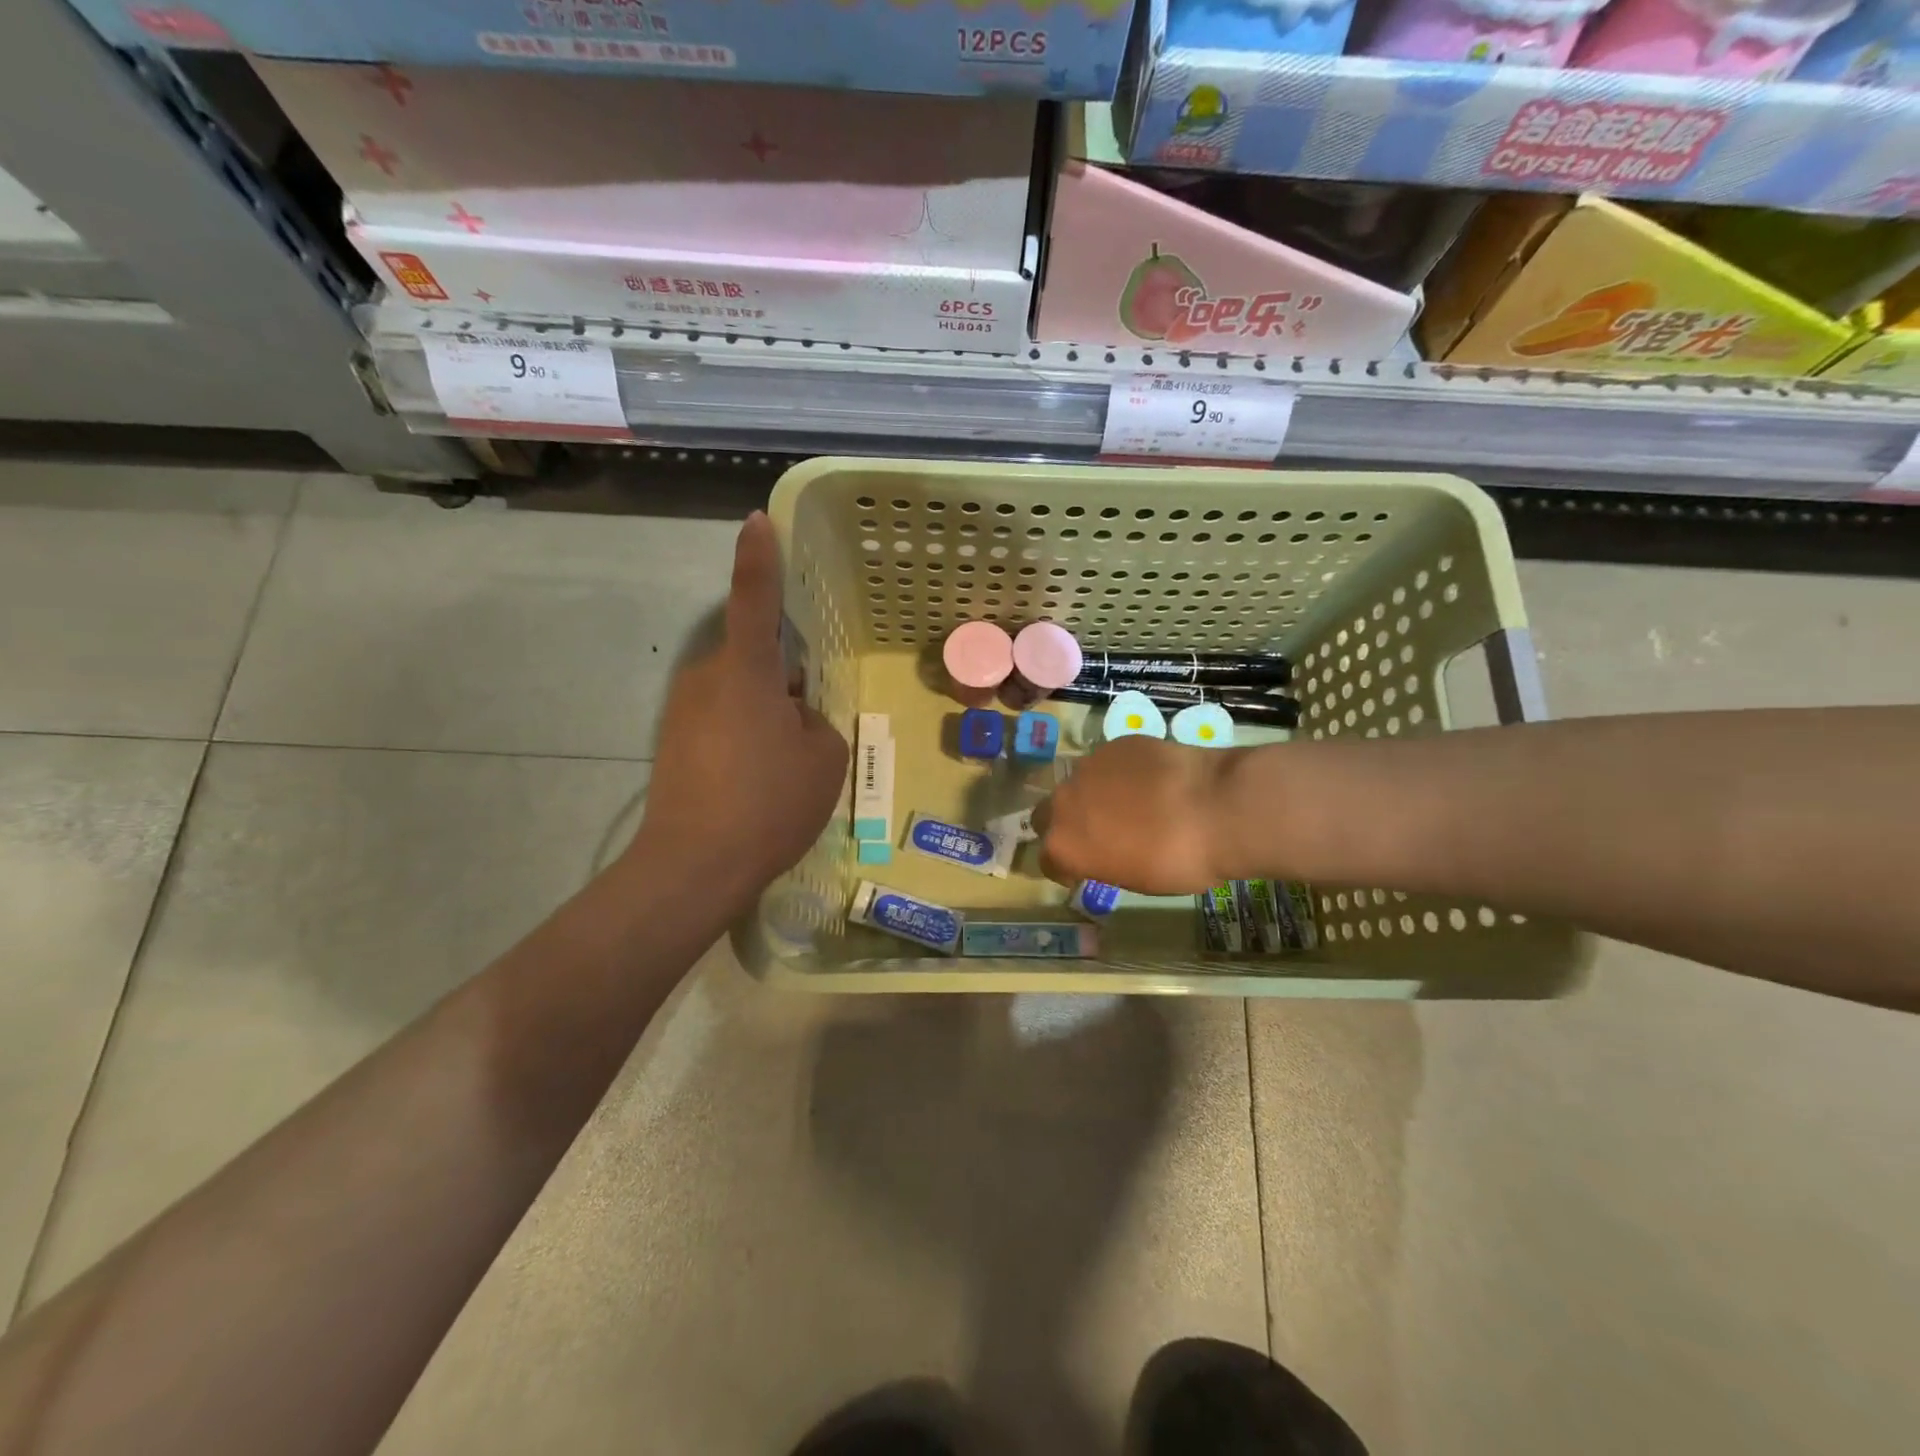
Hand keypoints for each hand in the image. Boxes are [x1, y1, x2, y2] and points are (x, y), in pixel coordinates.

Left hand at [634, 512, 848, 910]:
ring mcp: (683, 711)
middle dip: (783, 682)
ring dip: (765, 714)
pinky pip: (721, 722)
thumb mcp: (823, 758)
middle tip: (807, 728)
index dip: (759, 557)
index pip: (754, 598)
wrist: (693, 866)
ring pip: (739, 694)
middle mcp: (707, 678)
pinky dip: (744, 739)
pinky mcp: (672, 742)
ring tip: (782, 767)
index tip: (757, 520)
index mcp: (746, 670)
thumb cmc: (769, 803)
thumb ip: (815, 720)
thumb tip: (792, 715)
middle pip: (754, 659)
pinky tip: (756, 783)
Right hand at [1037, 735, 1240, 893]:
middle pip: (1047, 815)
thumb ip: (1104, 862)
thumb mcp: (1134, 879)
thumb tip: (1104, 851)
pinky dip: (1121, 774)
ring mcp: (1088, 766)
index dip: (1066, 868)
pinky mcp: (1115, 744)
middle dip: (1066, 824)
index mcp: (1063, 845)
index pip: (1048, 860)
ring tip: (1131, 803)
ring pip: (1079, 784)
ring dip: (1093, 795)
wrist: (1216, 806)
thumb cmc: (1177, 861)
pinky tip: (1151, 781)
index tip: (1087, 870)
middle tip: (1099, 833)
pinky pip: (1108, 763)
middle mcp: (1064, 802)